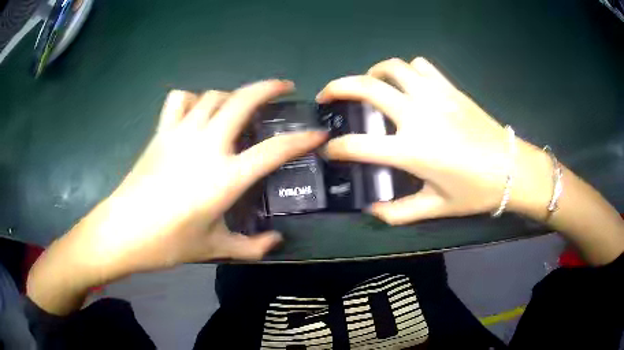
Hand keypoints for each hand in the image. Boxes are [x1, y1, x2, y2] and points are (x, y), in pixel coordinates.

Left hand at [28, 80, 326, 313]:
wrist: (122, 231)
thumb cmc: (168, 243)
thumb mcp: (214, 248)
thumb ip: (251, 247)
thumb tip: (275, 241)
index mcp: (225, 177)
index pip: (274, 150)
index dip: (301, 140)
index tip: (317, 133)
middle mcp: (206, 146)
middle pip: (242, 100)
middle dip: (269, 87)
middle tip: (284, 86)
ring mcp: (180, 134)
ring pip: (213, 95)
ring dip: (232, 94)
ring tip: (239, 105)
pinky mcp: (160, 133)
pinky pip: (179, 101)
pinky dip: (192, 99)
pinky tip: (196, 111)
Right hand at [317, 57, 550, 224]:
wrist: (512, 169)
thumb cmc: (476, 192)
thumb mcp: (437, 207)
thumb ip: (400, 212)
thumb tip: (372, 210)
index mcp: (412, 150)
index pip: (359, 145)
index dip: (337, 147)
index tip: (329, 149)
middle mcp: (418, 116)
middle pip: (367, 88)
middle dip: (338, 88)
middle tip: (328, 95)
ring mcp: (435, 96)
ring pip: (394, 67)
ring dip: (374, 72)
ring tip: (369, 84)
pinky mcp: (450, 88)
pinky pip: (422, 67)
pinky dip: (408, 70)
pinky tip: (408, 83)